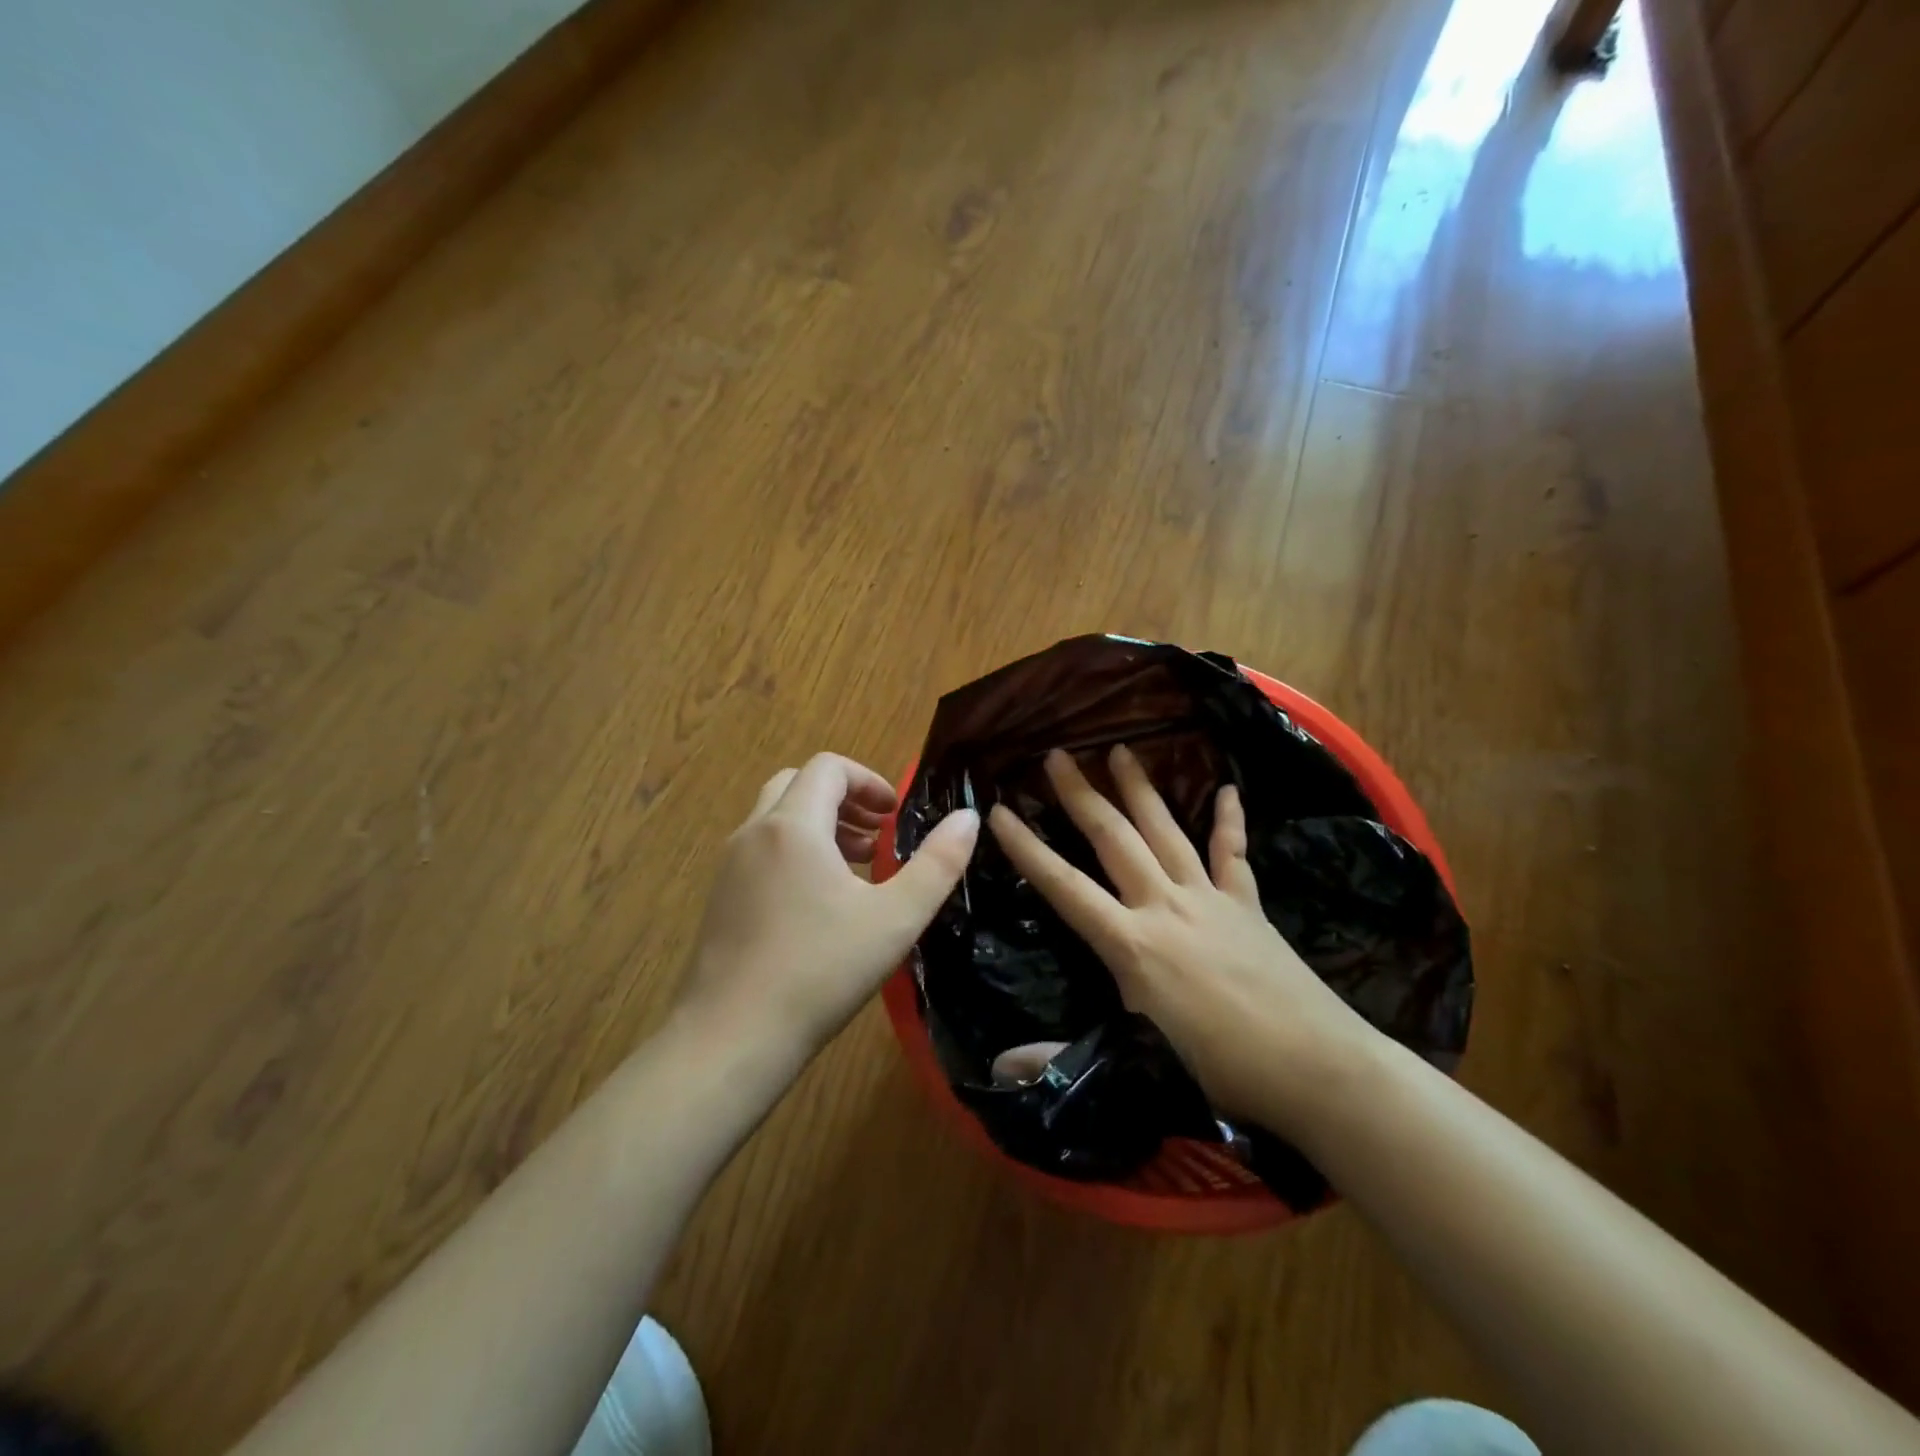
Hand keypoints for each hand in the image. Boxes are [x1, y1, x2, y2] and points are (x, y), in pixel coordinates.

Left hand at [677, 752, 979, 1069]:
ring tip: (856, 868)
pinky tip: (818, 904)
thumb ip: (938, 863)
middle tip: (877, 837)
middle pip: (798, 785)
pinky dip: (794, 853)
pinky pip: (761, 851)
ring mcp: (729, 866)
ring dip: (819, 826)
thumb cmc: (820, 971)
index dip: (868, 780)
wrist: (731, 1038)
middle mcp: (754, 833)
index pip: (828, 767)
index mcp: (793, 826)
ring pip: (776, 819)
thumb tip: (968, 817)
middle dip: (843, 800)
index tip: (895, 815)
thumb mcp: (895, 918)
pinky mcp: (719, 898)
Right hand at [986, 745, 1372, 1128]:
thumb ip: (1063, 1055)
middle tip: (1057, 755)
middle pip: (1114, 839)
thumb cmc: (1222, 1069)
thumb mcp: (1137, 1065)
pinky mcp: (1248, 905)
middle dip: (1081, 795)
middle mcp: (1164, 906)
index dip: (1027, 849)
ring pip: (1165, 831)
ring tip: (1120, 750)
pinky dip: (1229, 820)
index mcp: (1131, 944)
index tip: (999, 811)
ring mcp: (1210, 899)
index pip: (1064, 887)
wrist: (1318, 1068)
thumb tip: (998, 1068)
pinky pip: (1233, 853)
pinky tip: (1228, 789)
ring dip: (1140, 789)